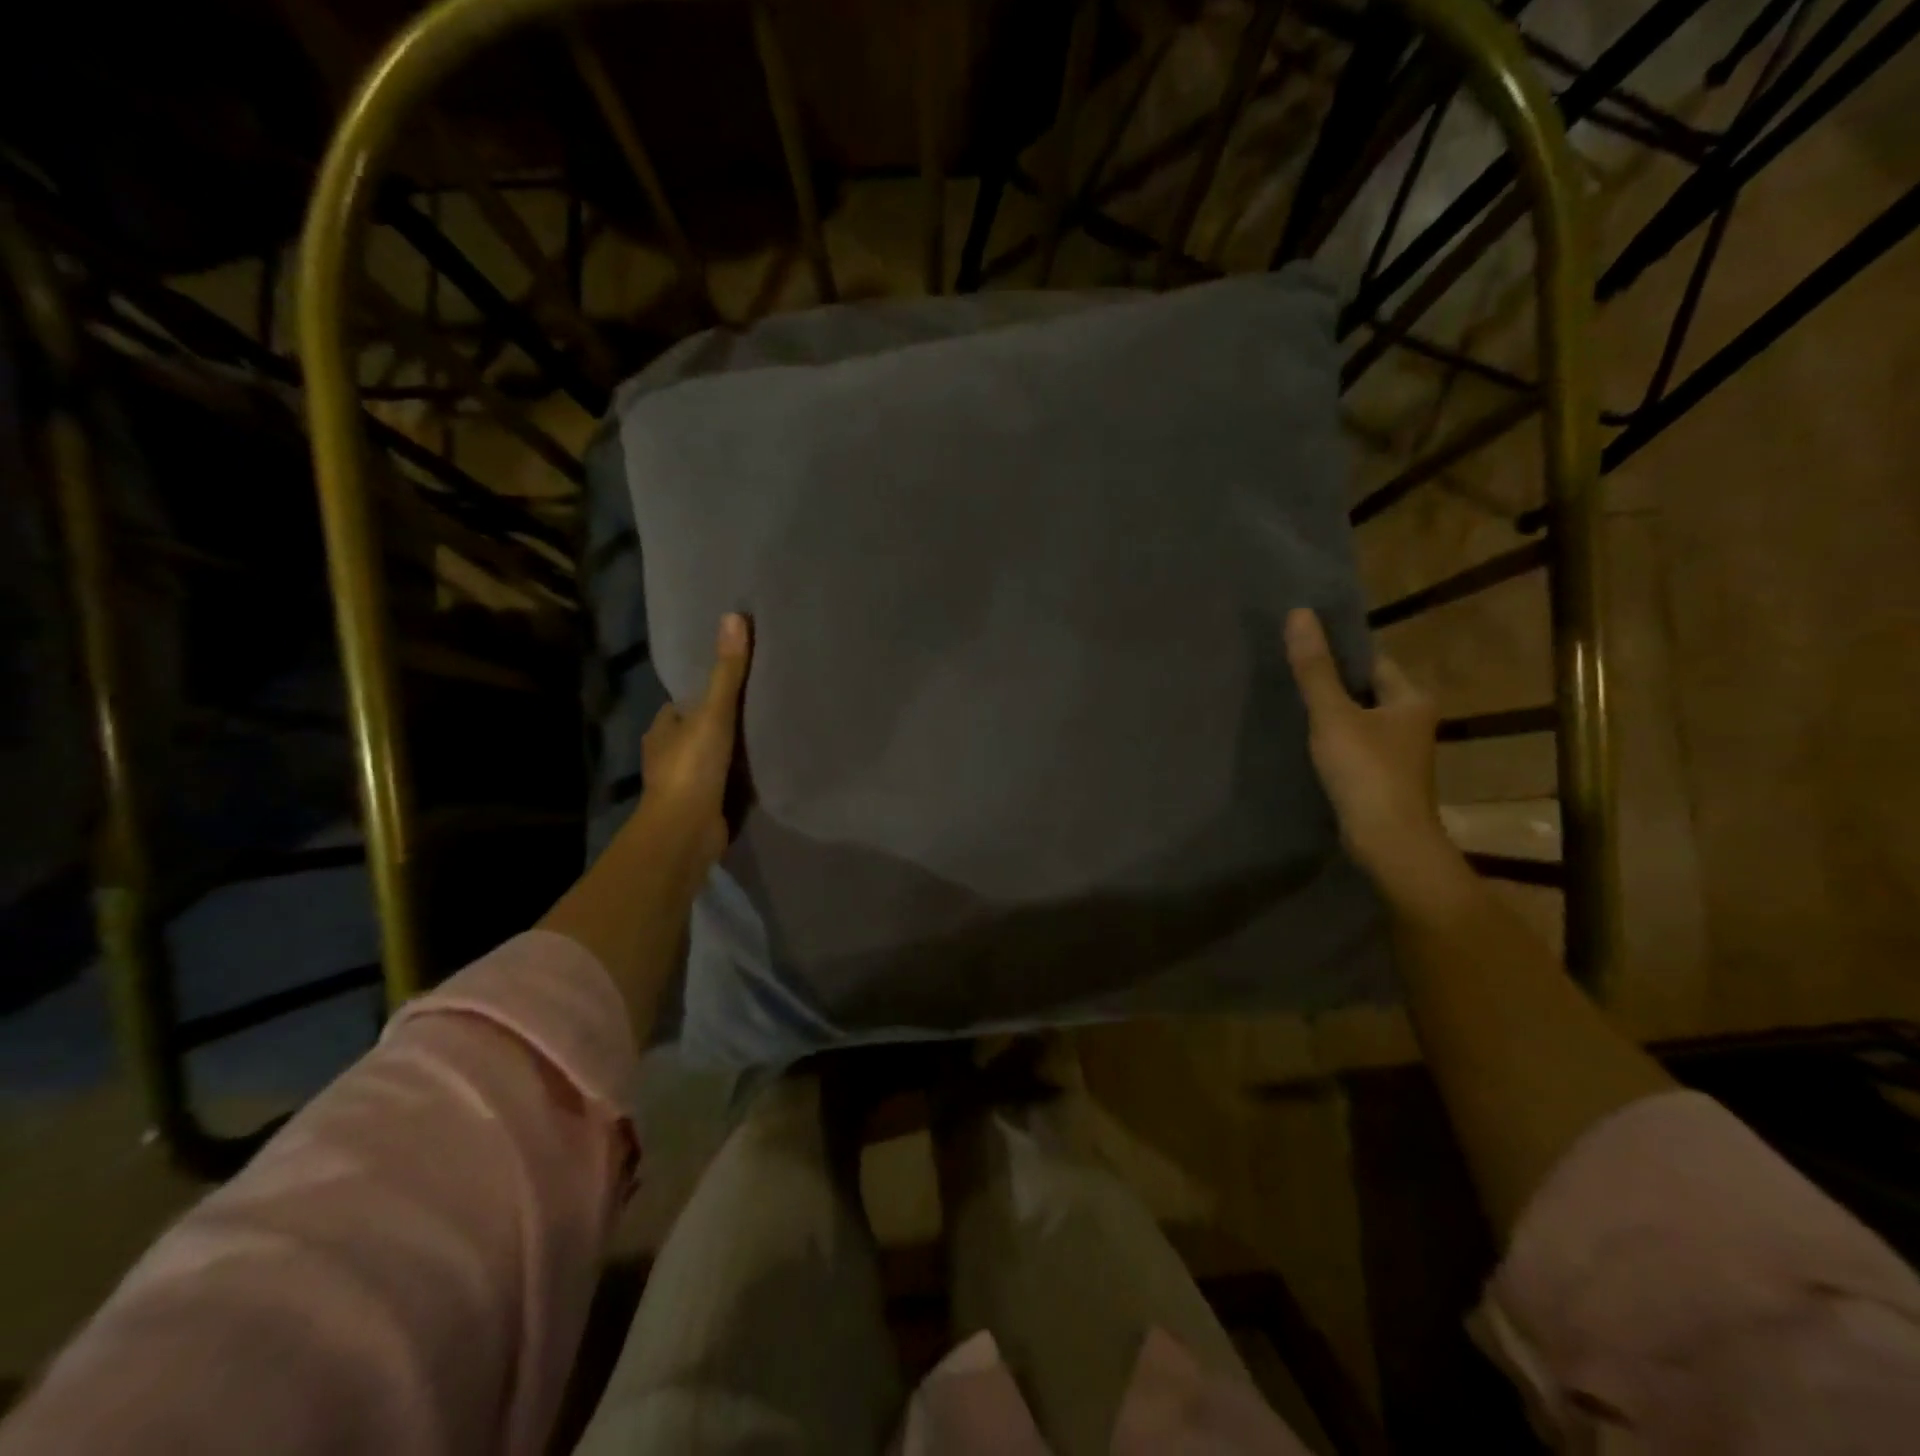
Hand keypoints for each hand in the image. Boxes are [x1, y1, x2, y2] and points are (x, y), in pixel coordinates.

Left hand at [637, 612, 751, 874]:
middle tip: (753, 710)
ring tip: (761, 738)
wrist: (686, 831)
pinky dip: (733, 778)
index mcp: (662, 730)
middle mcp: (667, 755)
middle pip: (694, 731)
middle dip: (715, 724)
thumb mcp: (714, 713)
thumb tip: (734, 617)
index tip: (728, 686)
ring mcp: (683, 784)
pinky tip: (757, 773)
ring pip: (707, 758)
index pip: (680, 705)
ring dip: (725, 753)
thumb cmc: (693, 767)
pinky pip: (720, 784)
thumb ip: (727, 672)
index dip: (700, 695)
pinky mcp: (701, 807)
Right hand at [1284, 607, 1461, 904]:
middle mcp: (1412, 721)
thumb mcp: (1333, 715)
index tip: (1302, 649)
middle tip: (1288, 676)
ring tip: (1290, 707)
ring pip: (1358, 721)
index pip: (1373, 661)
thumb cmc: (1366, 772)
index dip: (1339, 653)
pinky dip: (1333, 742)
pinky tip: (1305, 745)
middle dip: (1331, 684)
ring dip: (1331, 715)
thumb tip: (1299, 613)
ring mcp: (1399, 753)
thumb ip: (1314, 669)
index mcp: (1411, 698)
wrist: (1388, 842)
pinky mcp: (1383, 778)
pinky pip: (1354, 747)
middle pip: (1365, 690)